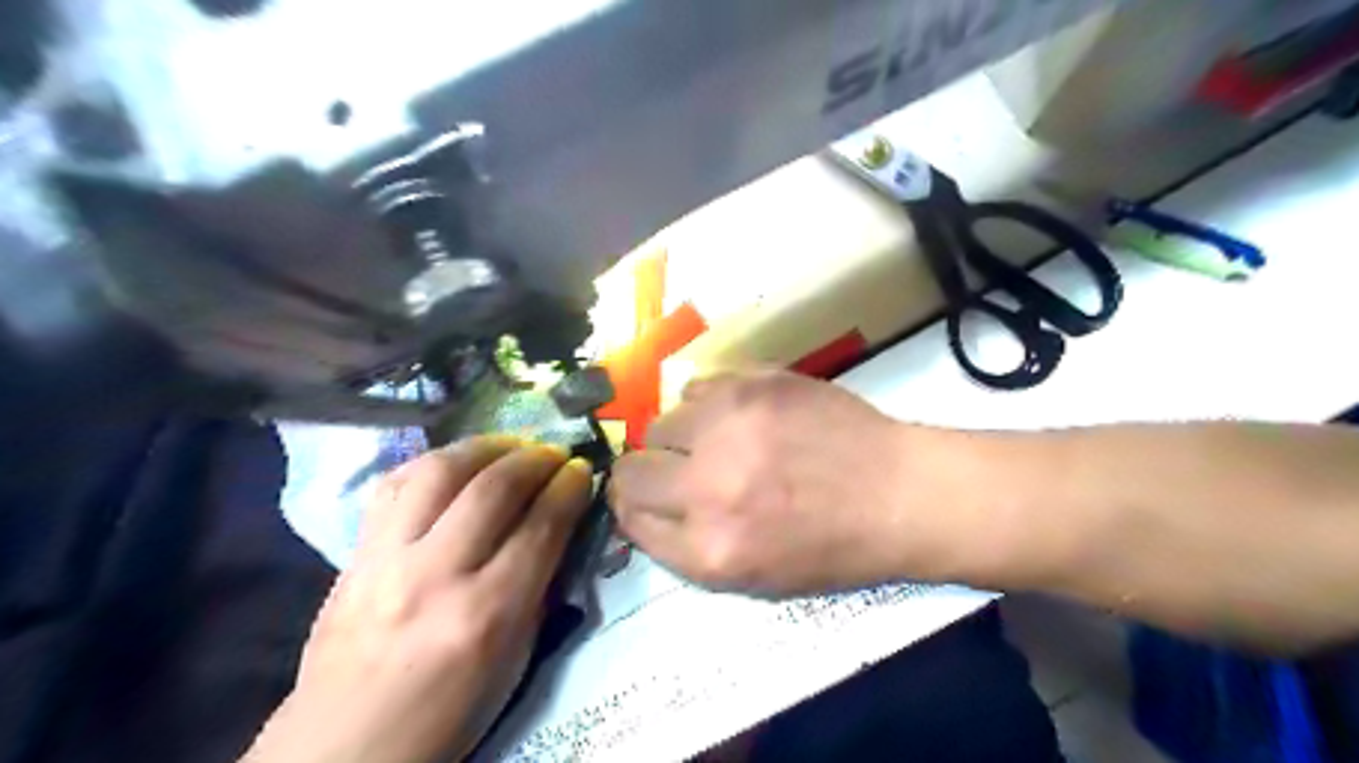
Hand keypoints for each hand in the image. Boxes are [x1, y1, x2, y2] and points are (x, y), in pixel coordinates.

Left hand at [246, 436, 594, 762]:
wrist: (344, 748)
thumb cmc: (449, 714)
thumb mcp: (515, 659)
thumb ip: (538, 585)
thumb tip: (558, 524)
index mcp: (485, 615)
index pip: (540, 526)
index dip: (570, 488)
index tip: (584, 470)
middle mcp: (435, 576)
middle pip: (493, 488)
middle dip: (536, 458)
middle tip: (555, 454)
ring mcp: (385, 560)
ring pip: (440, 471)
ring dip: (486, 447)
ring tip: (511, 447)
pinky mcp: (353, 555)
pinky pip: (394, 484)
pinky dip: (435, 462)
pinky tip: (457, 464)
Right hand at [611, 371, 984, 595]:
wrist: (898, 493)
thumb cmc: (831, 547)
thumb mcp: (750, 576)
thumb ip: (684, 543)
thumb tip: (636, 504)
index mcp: (710, 548)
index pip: (629, 517)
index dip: (632, 506)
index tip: (642, 497)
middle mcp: (709, 487)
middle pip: (631, 470)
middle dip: (645, 472)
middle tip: (676, 469)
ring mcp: (731, 427)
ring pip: (659, 422)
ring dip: (679, 436)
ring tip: (716, 441)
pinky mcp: (753, 384)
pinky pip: (696, 388)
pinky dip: (707, 405)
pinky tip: (737, 417)